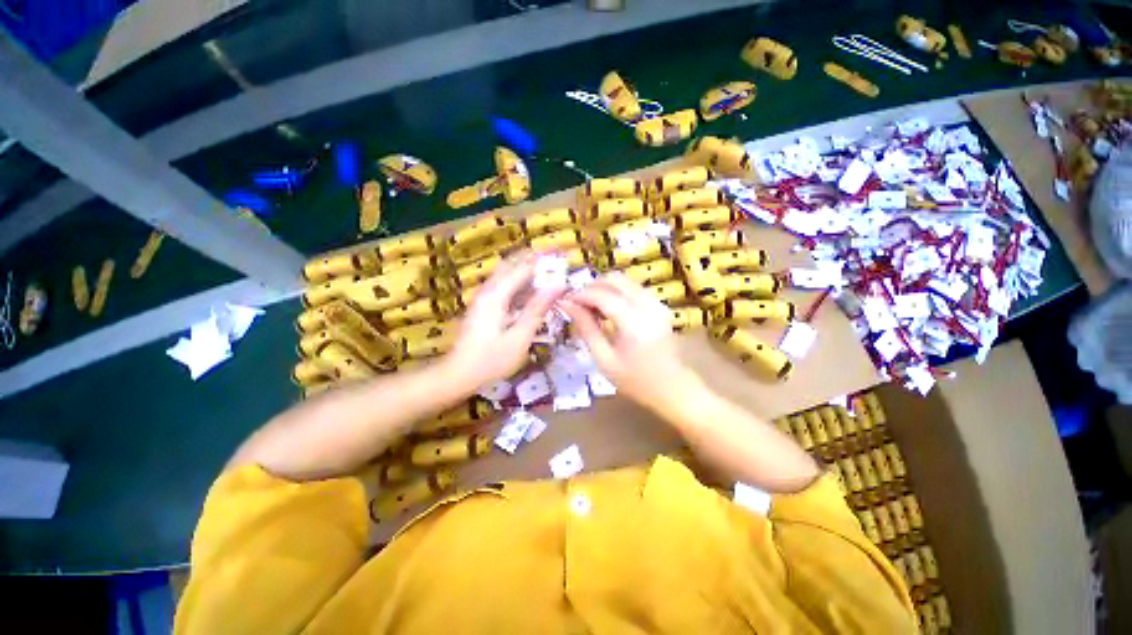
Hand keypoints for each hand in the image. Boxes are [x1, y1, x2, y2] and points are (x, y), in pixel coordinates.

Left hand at [443, 253, 564, 389]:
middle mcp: (488, 290)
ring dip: (525, 269)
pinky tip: (529, 291)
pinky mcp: (482, 306)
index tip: (561, 255)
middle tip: (554, 259)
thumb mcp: (520, 337)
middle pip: (511, 264)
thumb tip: (557, 286)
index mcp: (496, 295)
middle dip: (532, 258)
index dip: (543, 260)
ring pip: (505, 273)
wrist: (458, 374)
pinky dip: (518, 282)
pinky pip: (502, 285)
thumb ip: (537, 309)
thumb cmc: (491, 360)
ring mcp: (483, 298)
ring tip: (546, 271)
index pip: (523, 268)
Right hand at [560, 274, 700, 410]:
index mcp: (634, 323)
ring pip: (623, 280)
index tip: (565, 301)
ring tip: (590, 308)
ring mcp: (656, 302)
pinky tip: (607, 310)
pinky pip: (632, 287)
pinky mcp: (659, 304)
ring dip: (603, 288)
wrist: (672, 388)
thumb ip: (586, 328)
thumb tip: (567, 305)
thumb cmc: (635, 380)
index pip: (602, 295)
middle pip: (614, 280)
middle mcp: (648, 305)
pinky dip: (615, 292)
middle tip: (577, 304)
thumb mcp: (604, 359)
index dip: (580, 294)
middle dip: (591, 287)